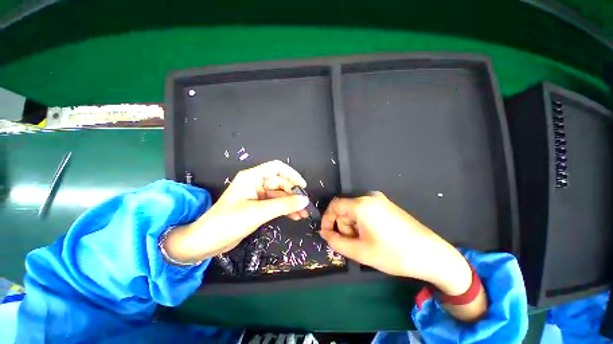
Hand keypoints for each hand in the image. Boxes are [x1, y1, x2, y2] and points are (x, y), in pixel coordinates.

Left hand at [163, 161, 309, 261]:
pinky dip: (285, 209)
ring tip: (303, 213)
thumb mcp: (258, 212)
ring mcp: (257, 196)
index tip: (303, 186)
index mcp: (252, 177)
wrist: (206, 242)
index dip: (292, 174)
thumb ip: (284, 205)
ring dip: (291, 203)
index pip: (277, 168)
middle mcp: (255, 183)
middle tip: (305, 205)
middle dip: (293, 193)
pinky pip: (275, 204)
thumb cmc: (228, 222)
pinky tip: (294, 216)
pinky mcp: (257, 207)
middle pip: (280, 183)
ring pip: (279, 195)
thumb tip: (304, 200)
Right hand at [320, 192, 471, 295]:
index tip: (327, 234)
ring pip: (354, 209)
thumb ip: (336, 242)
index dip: (327, 219)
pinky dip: (361, 222)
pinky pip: (364, 209)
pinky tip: (372, 235)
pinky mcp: (386, 204)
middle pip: (345, 208)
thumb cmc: (394, 254)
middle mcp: (369, 197)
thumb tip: (324, 233)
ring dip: (352, 225)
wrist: (431, 254)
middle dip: (343, 226)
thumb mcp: (360, 252)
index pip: (334, 205)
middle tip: (353, 243)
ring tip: (364, 242)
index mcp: (362, 205)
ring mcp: (379, 199)